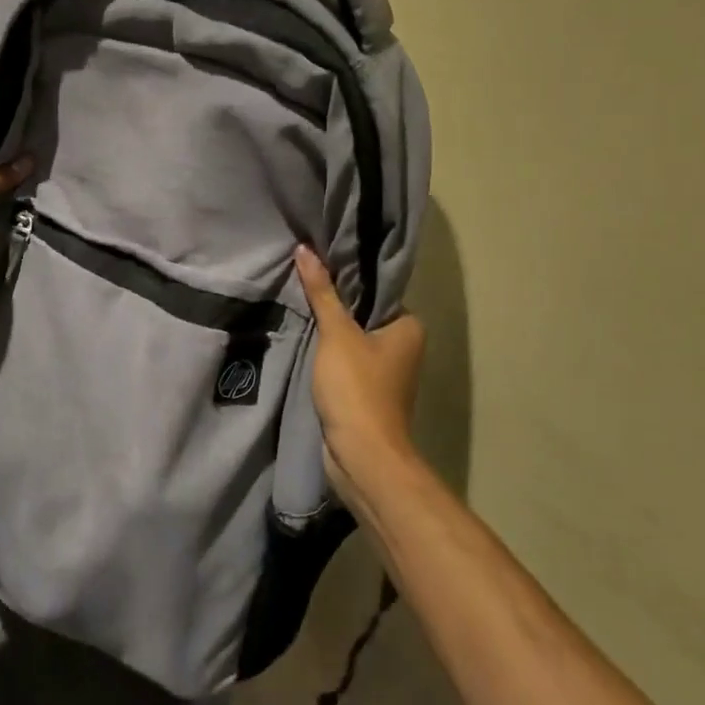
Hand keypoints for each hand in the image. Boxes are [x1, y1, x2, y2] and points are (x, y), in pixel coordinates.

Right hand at [294, 245, 426, 512]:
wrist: (362, 455)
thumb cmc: (357, 388)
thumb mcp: (337, 334)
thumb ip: (322, 292)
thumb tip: (306, 249)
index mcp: (408, 327)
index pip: (377, 289)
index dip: (348, 275)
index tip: (318, 259)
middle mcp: (403, 346)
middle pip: (363, 312)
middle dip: (334, 301)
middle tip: (301, 278)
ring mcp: (385, 372)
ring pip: (352, 338)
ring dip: (328, 328)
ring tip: (296, 302)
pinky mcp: (366, 392)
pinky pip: (345, 360)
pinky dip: (327, 351)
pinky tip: (303, 337)